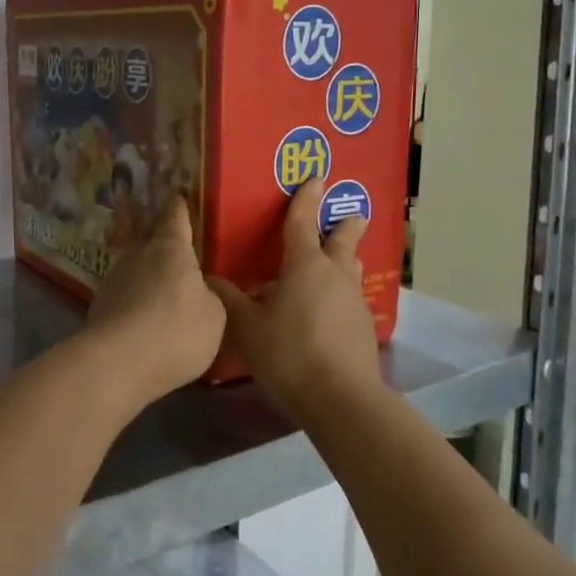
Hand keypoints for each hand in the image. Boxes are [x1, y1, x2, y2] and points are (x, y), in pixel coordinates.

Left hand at [85, 196, 226, 401]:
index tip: (179, 196)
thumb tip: (201, 290)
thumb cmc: (178, 330)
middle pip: (151, 242)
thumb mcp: (215, 316)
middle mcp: (138, 255)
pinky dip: (134, 305)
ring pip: (135, 271)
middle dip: (162, 245)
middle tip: (177, 253)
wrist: (119, 364)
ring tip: (161, 296)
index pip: (175, 216)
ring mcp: (113, 280)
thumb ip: (210, 297)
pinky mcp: (98, 308)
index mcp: (170, 248)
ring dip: (147, 279)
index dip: (179, 207)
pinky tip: (143, 323)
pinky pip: (124, 298)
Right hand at [209, 177, 381, 412]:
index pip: (303, 222)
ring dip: (344, 259)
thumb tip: (211, 279)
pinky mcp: (364, 327)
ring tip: (335, 261)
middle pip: (343, 240)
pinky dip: (341, 293)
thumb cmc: (289, 353)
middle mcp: (335, 274)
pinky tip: (329, 310)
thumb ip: (229, 300)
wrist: (341, 398)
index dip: (306, 199)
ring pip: (350, 269)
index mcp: (305, 265)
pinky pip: (351, 298)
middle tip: (349, 214)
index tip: (315, 177)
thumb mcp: (247, 327)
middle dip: (345, 224)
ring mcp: (354, 301)